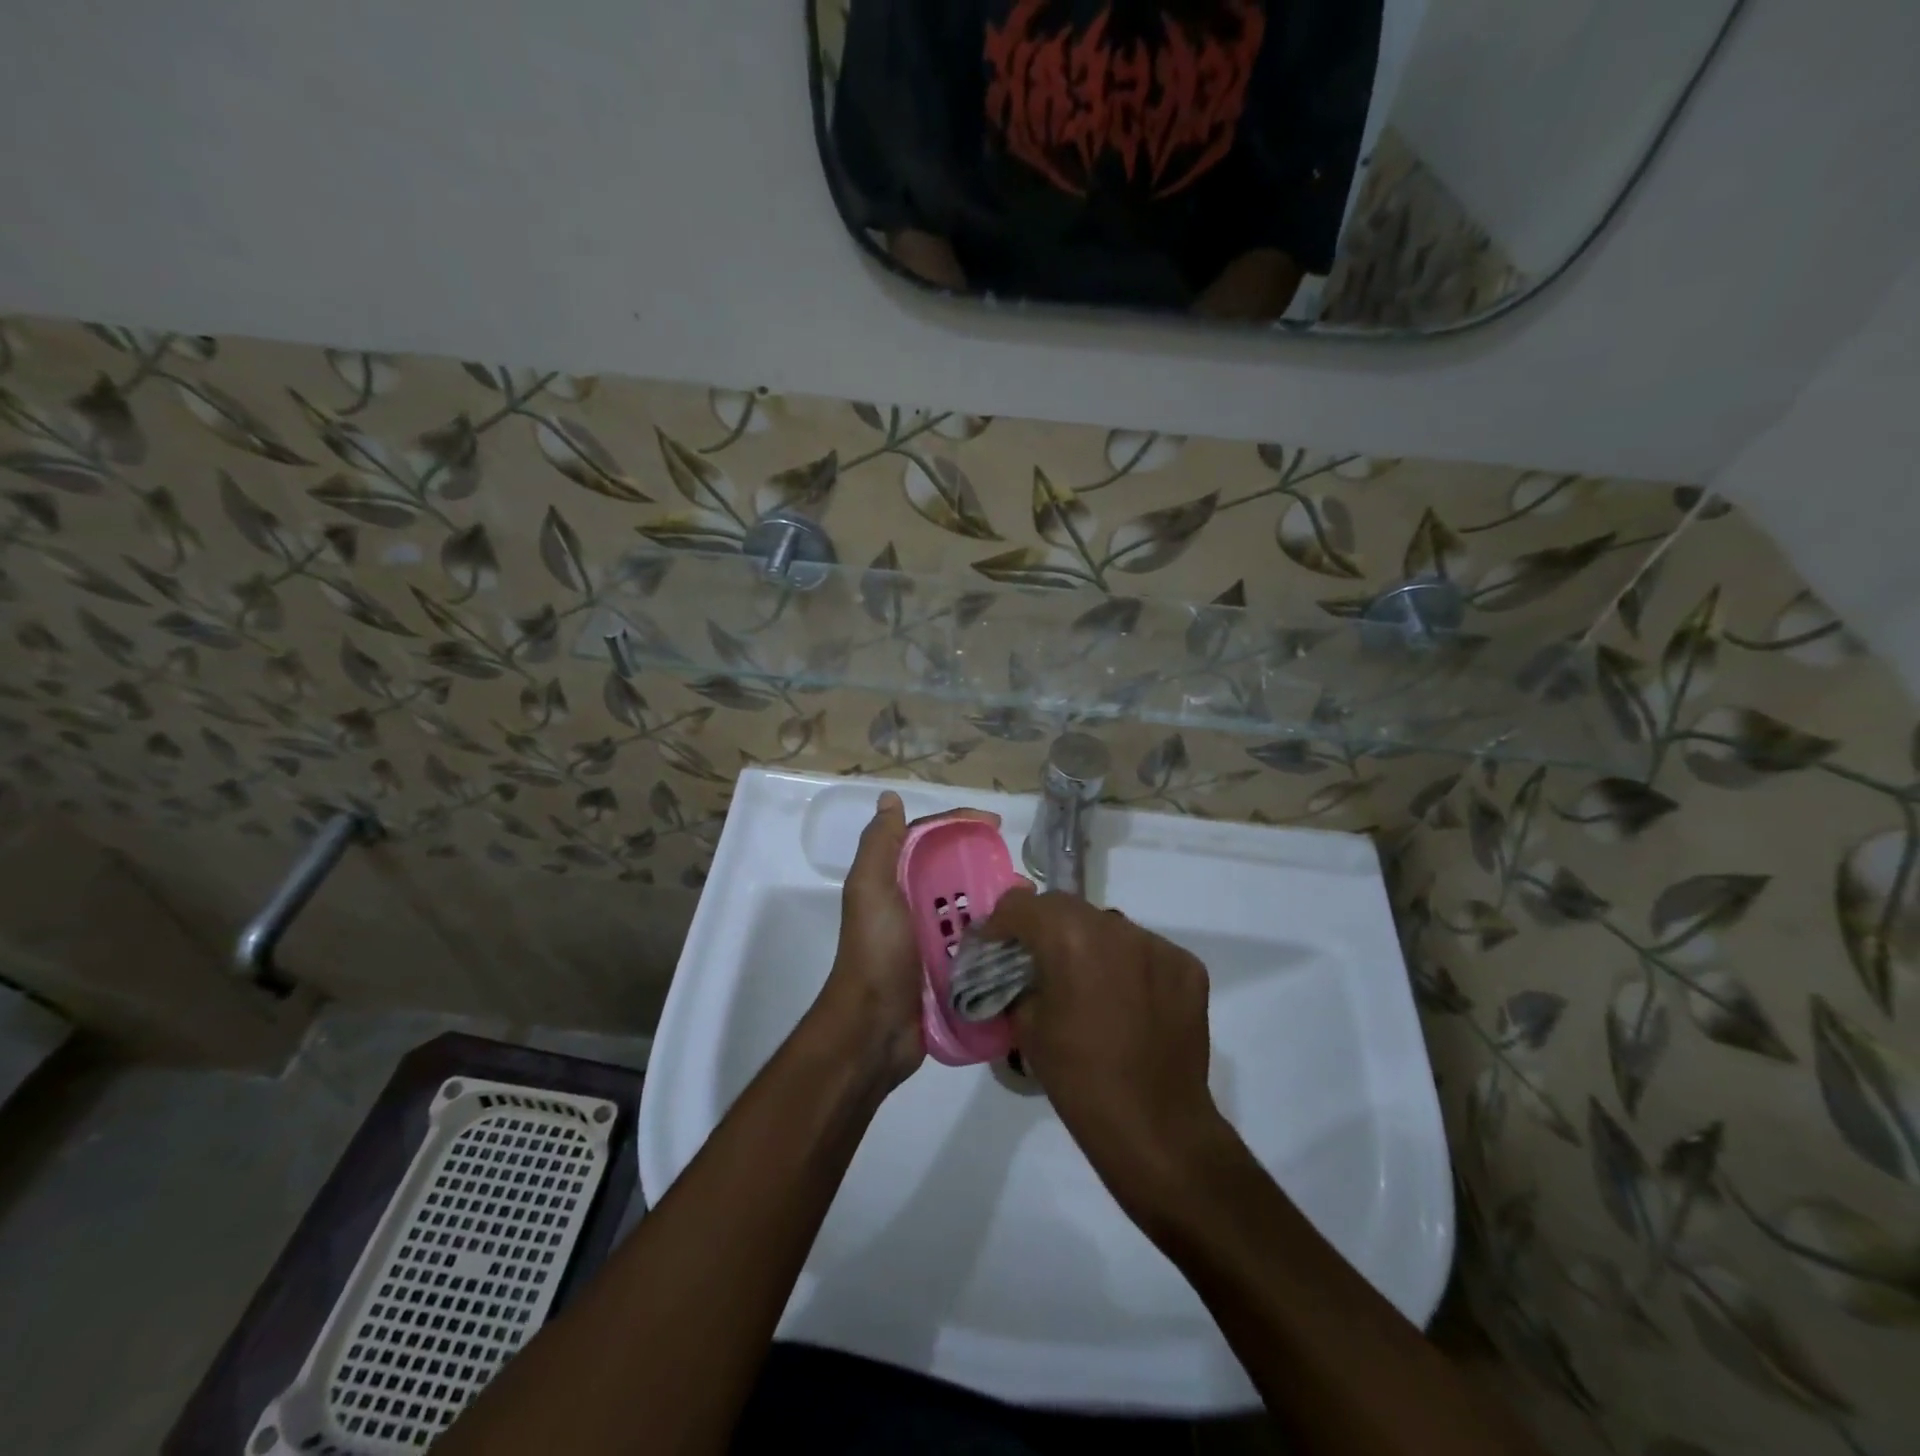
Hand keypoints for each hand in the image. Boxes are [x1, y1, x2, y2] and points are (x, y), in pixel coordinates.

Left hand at [814, 791, 999, 1090]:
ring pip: (971, 910)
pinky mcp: (949, 971)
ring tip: (1030, 908)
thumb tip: (890, 798)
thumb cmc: (876, 952)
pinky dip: (998, 938)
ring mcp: (932, 940)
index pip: (930, 840)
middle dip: (988, 868)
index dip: (961, 825)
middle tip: (1021, 877)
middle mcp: (913, 906)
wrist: (873, 1029)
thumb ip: (880, 845)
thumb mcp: (870, 890)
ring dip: (999, 905)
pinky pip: (978, 946)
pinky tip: (1024, 938)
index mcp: (894, 881)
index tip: (996, 825)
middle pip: (956, 874)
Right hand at [981, 890, 1229, 1218]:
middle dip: (1045, 928)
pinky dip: (1129, 966)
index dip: (1001, 923)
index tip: (996, 947)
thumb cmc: (1078, 1079)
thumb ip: (1019, 982)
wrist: (1155, 1127)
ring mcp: (1157, 945)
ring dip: (1090, 944)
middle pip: (1067, 908)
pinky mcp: (1187, 966)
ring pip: (1109, 927)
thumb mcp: (1027, 1026)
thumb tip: (1019, 971)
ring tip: (1087, 984)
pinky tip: (1128, 1003)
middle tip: (1037, 962)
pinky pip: (1145, 951)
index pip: (1021, 905)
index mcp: (1069, 937)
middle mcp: (1115, 926)